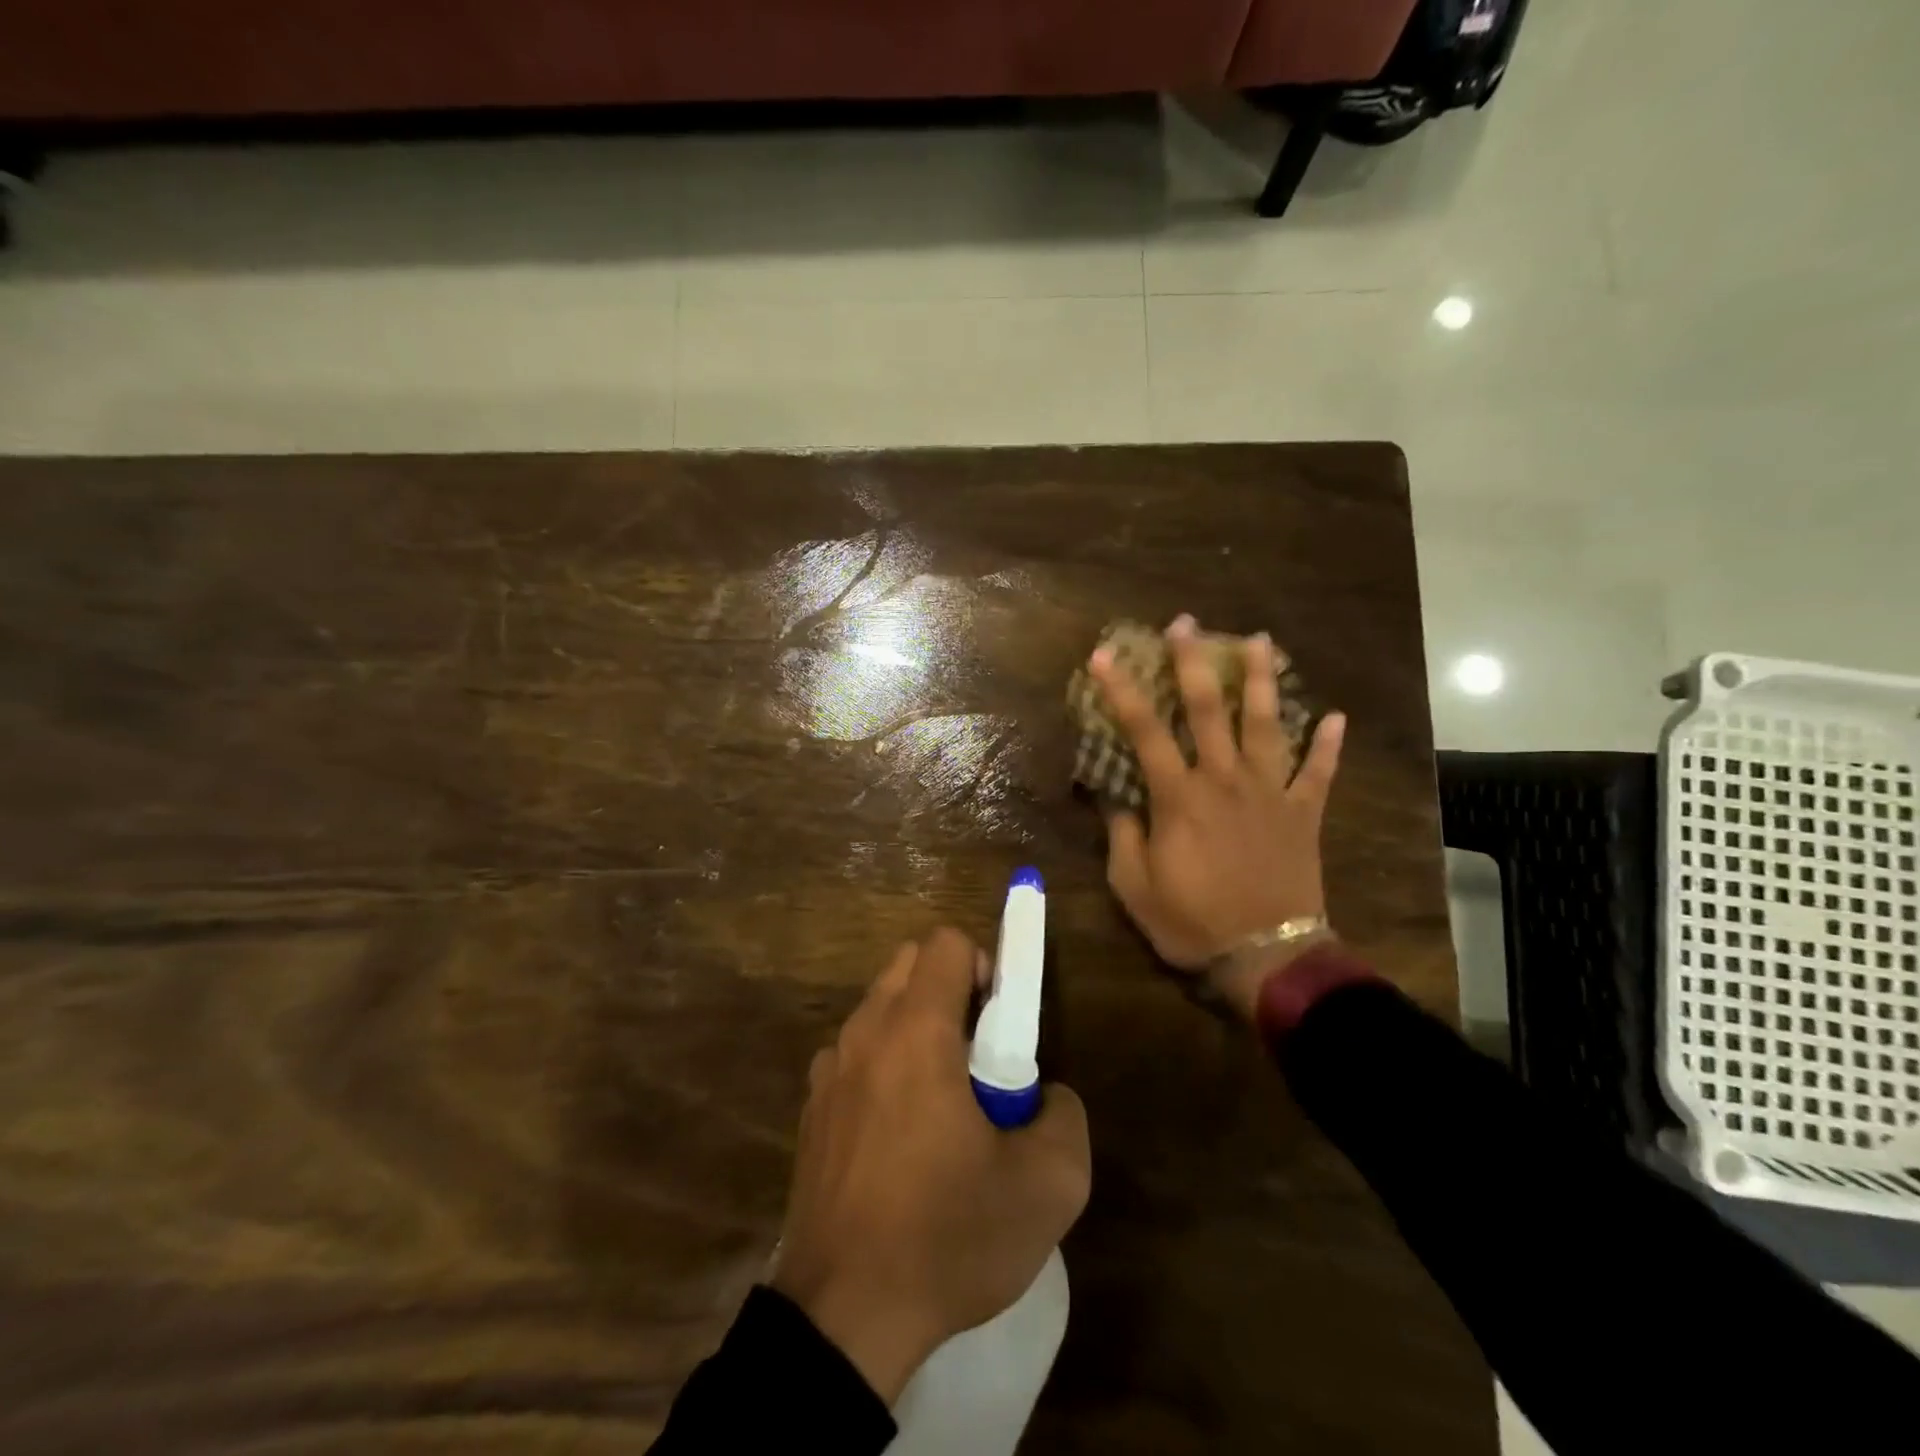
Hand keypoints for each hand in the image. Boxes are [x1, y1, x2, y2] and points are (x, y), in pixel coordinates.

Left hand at [770, 928, 1090, 1404]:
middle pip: (909, 964)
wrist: (843, 1318)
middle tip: (978, 1057)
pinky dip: (882, 1067)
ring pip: (879, 1009)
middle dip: (950, 990)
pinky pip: (854, 1056)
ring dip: (915, 1028)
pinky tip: (898, 1137)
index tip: (1000, 1024)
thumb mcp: (1047, 1186)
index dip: (984, 966)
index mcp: (916, 1031)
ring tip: (940, 1104)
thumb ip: (1065, 1116)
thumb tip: (1045, 1095)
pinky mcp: (811, 1109)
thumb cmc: (946, 1236)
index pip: (946, 943)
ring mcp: (828, 1070)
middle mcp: (865, 1033)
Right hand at [1089, 614, 1345, 1018]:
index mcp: (1179, 797)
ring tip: (1260, 640)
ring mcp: (1270, 793)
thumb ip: (1123, 835)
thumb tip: (1116, 798)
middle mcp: (1225, 781)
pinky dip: (1329, 745)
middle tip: (1186, 623)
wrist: (1266, 956)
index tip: (1105, 655)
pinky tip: (1337, 717)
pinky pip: (1320, 773)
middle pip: (1209, 709)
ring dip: (1262, 681)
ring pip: (1268, 725)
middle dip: (1193, 662)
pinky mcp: (1304, 814)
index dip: (1121, 690)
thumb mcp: (1133, 886)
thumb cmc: (1191, 922)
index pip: (1144, 731)